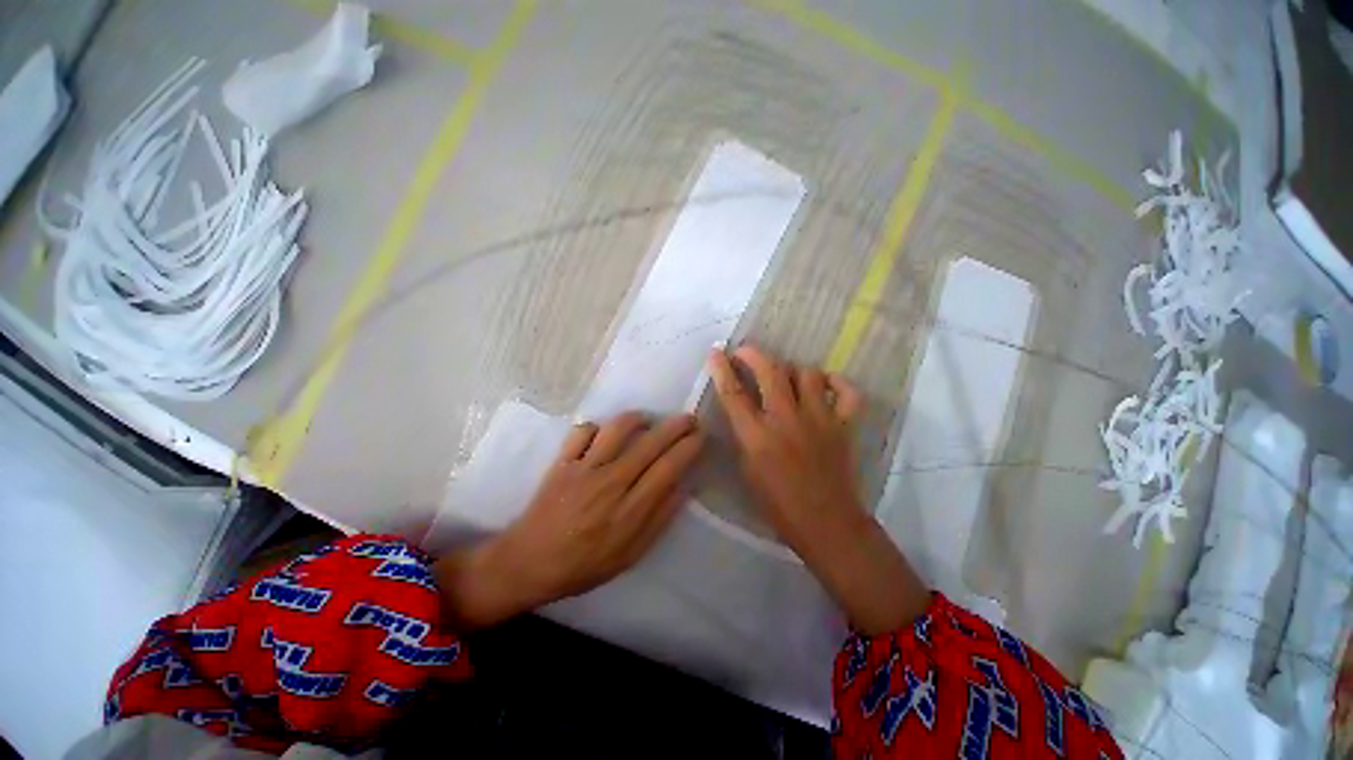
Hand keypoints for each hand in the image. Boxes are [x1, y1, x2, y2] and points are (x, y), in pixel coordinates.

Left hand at [435, 413, 702, 628]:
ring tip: (648, 420)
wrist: (528, 563)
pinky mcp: (562, 461)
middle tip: (689, 419)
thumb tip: (684, 487)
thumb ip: (659, 519)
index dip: (688, 448)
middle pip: (650, 443)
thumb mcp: (630, 555)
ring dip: (638, 418)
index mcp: (630, 510)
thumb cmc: (584, 564)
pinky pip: (583, 431)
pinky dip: (597, 427)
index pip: (668, 468)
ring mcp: (583, 468)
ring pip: (617, 429)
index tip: (700, 436)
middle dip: (676, 426)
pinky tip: (604, 435)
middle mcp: (610, 483)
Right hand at [706, 345, 863, 548]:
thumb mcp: (747, 469)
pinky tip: (825, 384)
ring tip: (785, 376)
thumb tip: (743, 408)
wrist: (825, 523)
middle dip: (753, 354)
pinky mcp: (844, 425)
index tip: (716, 353)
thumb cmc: (778, 503)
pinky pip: (847, 391)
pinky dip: (836, 382)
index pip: (734, 393)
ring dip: (791, 369)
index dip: (722, 368)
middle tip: (745, 352)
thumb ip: (744, 434)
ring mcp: (820, 419)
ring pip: (807, 373)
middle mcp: (787, 420)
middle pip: (770, 371)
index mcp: (757, 436)